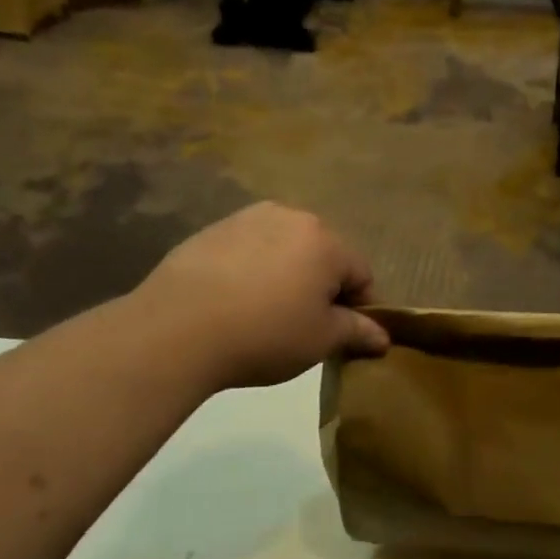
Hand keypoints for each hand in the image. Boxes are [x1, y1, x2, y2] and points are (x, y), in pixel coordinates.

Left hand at [131, 204, 388, 390]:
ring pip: (284, 250)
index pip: (361, 274)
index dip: (360, 308)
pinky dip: (252, 271)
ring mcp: (247, 219)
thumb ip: (357, 331)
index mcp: (326, 242)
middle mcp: (291, 218)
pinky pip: (249, 251)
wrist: (177, 329)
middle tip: (305, 325)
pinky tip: (235, 302)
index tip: (345, 336)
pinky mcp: (211, 230)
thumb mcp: (321, 340)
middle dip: (322, 287)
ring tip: (266, 314)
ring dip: (287, 275)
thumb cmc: (266, 334)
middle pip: (322, 255)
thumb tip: (383, 336)